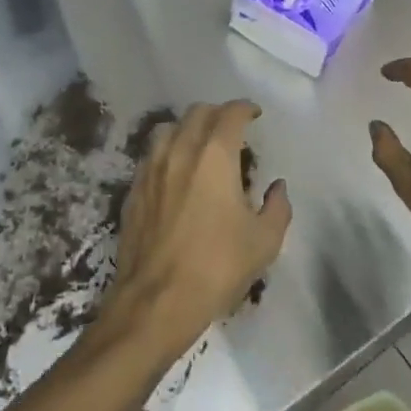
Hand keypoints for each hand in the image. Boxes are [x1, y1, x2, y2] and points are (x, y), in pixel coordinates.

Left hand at [102, 100, 291, 358]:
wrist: (156, 302)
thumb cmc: (216, 267)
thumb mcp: (264, 242)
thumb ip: (277, 207)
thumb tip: (277, 187)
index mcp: (215, 156)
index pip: (230, 114)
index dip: (245, 108)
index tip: (254, 114)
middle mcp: (180, 151)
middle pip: (197, 113)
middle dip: (217, 114)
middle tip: (231, 128)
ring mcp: (151, 169)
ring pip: (168, 129)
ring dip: (188, 128)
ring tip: (200, 144)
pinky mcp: (134, 190)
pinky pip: (151, 155)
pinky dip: (168, 152)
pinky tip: (175, 172)